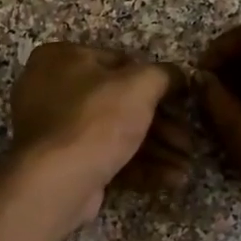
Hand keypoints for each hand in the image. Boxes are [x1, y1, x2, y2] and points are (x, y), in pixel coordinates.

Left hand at [11, 43, 191, 222]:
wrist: (56, 182)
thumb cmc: (95, 120)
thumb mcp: (139, 85)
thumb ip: (164, 75)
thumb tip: (180, 77)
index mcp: (60, 58)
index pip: (119, 62)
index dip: (155, 83)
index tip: (181, 101)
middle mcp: (51, 90)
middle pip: (120, 103)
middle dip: (162, 126)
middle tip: (188, 142)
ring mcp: (55, 130)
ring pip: (115, 133)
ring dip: (156, 150)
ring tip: (186, 166)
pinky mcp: (63, 164)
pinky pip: (106, 157)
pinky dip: (139, 167)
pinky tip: (171, 179)